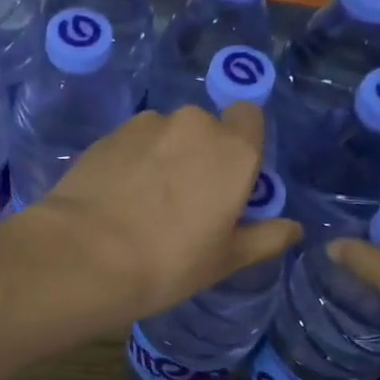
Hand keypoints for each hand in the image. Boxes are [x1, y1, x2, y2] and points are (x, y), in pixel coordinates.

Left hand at [22, 102, 300, 329]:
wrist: (85, 255)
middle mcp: (193, 125)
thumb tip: (294, 229)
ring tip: (144, 202)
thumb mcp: (225, 260)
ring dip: (164, 155)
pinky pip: (133, 142)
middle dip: (201, 154)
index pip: (250, 117)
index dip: (243, 142)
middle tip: (186, 201)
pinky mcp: (108, 135)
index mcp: (233, 149)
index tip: (230, 178)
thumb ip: (265, 237)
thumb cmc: (169, 262)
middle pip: (206, 128)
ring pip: (167, 134)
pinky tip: (117, 197)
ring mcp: (145, 125)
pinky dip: (132, 161)